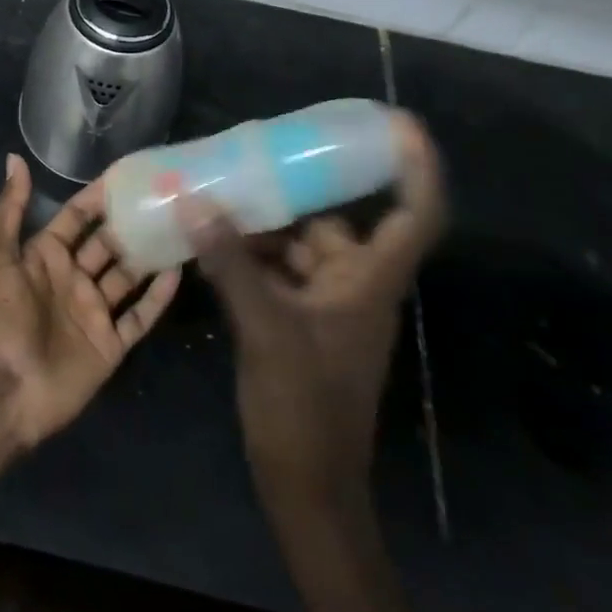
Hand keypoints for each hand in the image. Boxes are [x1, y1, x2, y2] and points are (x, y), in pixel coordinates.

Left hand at [0, 154, 181, 448]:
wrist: (1, 390)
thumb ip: (8, 208)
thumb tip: (15, 158)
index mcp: (44, 256)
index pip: (76, 217)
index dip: (97, 196)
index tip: (128, 175)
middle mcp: (71, 279)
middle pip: (107, 243)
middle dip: (130, 222)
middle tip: (165, 197)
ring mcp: (93, 312)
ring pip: (128, 276)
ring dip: (149, 254)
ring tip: (180, 226)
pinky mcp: (109, 345)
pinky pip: (139, 316)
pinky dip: (158, 296)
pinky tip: (179, 271)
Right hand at [188, 113, 445, 516]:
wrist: (306, 488)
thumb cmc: (304, 408)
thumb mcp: (265, 328)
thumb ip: (230, 262)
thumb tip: (194, 200)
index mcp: (369, 281)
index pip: (415, 215)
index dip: (417, 168)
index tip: (398, 123)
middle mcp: (354, 283)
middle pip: (335, 219)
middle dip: (296, 189)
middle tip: (257, 151)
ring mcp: (327, 303)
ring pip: (299, 244)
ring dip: (262, 223)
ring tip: (217, 193)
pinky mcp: (300, 319)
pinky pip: (276, 269)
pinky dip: (249, 253)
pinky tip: (210, 240)